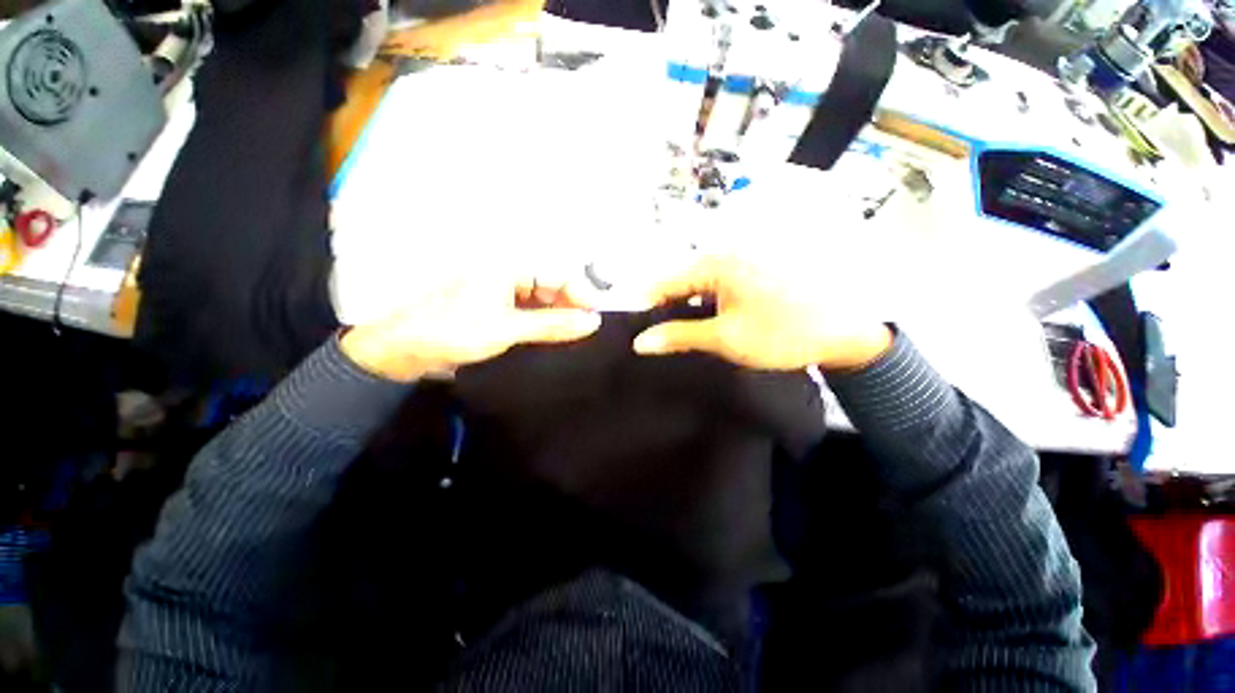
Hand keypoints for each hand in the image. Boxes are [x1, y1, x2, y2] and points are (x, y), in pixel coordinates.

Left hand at [341, 271, 600, 381]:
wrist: (403, 351)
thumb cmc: (453, 331)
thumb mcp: (508, 329)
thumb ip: (553, 325)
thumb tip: (593, 321)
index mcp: (506, 267)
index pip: (555, 275)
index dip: (579, 294)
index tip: (595, 316)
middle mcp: (506, 275)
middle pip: (550, 287)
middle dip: (569, 307)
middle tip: (585, 331)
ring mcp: (500, 294)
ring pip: (540, 302)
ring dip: (556, 318)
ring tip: (573, 338)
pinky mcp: (495, 311)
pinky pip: (528, 314)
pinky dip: (541, 325)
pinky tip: (552, 339)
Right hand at [632, 254, 892, 371]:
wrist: (845, 333)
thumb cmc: (785, 334)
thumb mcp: (725, 338)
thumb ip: (679, 336)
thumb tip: (641, 342)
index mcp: (717, 262)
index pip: (664, 282)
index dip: (646, 308)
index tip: (637, 331)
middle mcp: (726, 252)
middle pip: (680, 280)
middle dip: (667, 309)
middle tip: (659, 338)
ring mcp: (741, 259)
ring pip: (697, 284)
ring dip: (686, 307)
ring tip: (681, 333)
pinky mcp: (752, 269)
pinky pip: (716, 284)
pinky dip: (705, 303)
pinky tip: (707, 321)